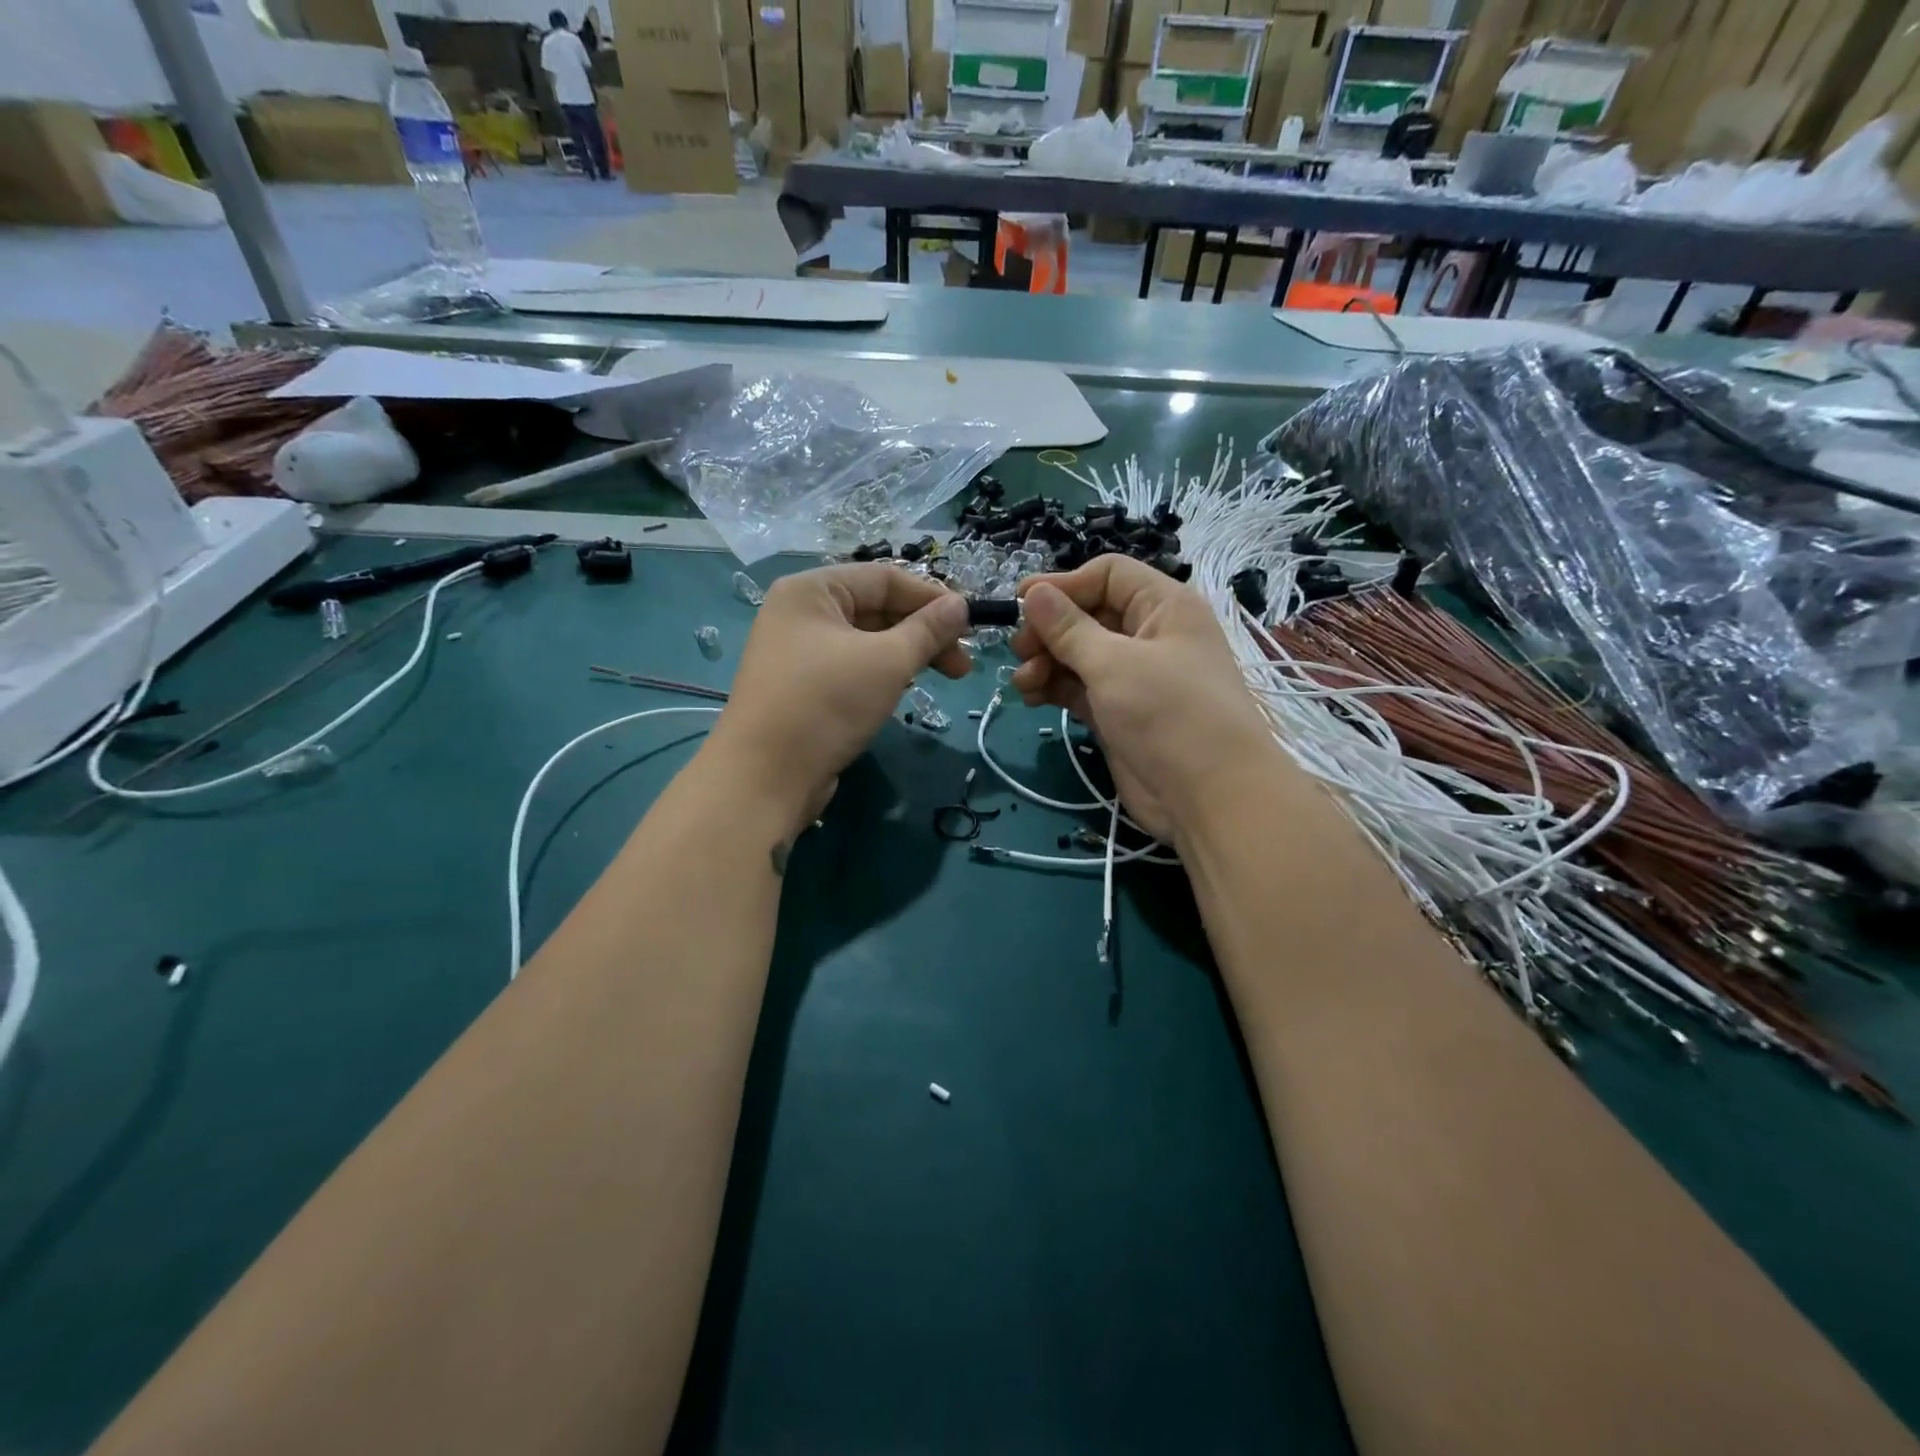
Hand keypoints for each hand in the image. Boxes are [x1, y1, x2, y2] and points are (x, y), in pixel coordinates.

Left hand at [706, 564, 970, 829]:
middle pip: (876, 609)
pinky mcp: (801, 688)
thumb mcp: (888, 661)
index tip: (970, 627)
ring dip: (906, 655)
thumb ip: (928, 630)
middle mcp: (800, 614)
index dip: (932, 598)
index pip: (885, 578)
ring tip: (939, 679)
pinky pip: (851, 668)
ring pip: (866, 642)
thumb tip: (961, 605)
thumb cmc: (827, 704)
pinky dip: (881, 675)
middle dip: (923, 633)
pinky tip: (902, 693)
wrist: (765, 777)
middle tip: (962, 666)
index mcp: (812, 590)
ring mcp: (797, 653)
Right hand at [1011, 557, 1282, 844]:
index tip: (1022, 602)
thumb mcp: (1114, 664)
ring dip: (1047, 662)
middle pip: (1089, 615)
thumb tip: (1033, 592)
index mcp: (1164, 606)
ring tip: (1023, 682)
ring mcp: (1134, 677)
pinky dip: (1055, 689)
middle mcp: (1150, 635)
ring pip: (1080, 655)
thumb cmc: (1168, 714)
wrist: (1210, 798)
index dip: (1064, 584)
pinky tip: (1031, 697)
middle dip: (1050, 630)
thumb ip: (1069, 628)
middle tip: (1018, 650)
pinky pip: (1080, 689)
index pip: (1108, 575)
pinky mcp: (1120, 713)